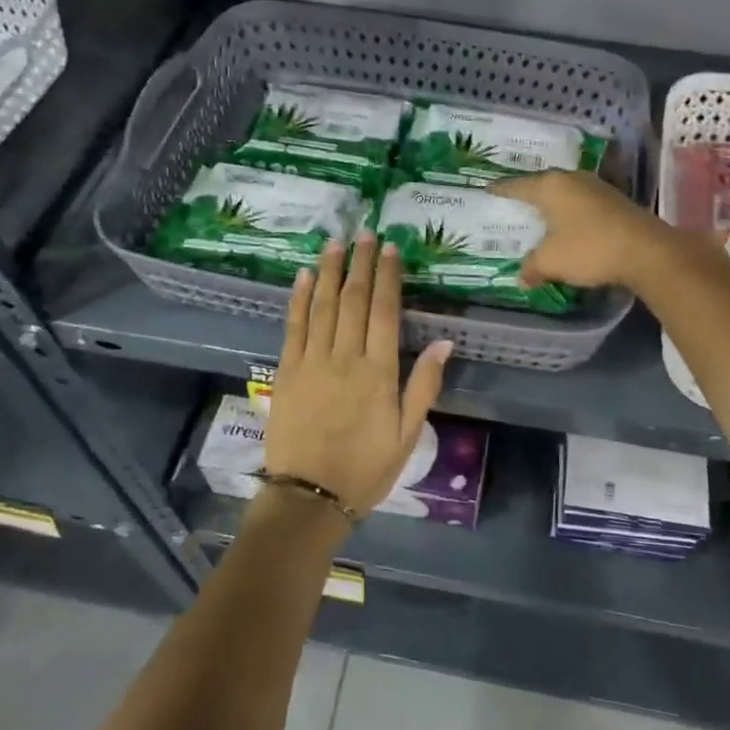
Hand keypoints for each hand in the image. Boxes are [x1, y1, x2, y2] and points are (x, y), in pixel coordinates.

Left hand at [261, 233, 452, 516]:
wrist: (309, 497)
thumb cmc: (366, 468)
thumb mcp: (409, 434)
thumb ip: (424, 385)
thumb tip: (444, 340)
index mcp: (379, 372)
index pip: (384, 311)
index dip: (387, 276)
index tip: (390, 248)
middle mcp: (345, 358)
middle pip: (353, 300)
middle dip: (360, 263)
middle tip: (365, 233)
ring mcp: (312, 361)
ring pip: (323, 305)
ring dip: (330, 271)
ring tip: (336, 242)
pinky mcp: (286, 371)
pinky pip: (293, 326)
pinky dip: (299, 298)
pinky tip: (305, 275)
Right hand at [491, 170, 671, 289]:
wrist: (646, 251)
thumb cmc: (589, 249)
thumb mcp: (551, 261)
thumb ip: (532, 267)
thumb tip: (522, 278)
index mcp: (550, 187)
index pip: (517, 185)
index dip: (501, 189)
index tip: (488, 188)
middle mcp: (572, 179)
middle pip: (543, 183)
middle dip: (529, 193)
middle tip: (514, 201)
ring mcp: (596, 187)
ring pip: (565, 192)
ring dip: (553, 203)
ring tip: (540, 213)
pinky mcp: (615, 201)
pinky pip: (582, 202)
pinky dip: (571, 212)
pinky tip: (569, 223)